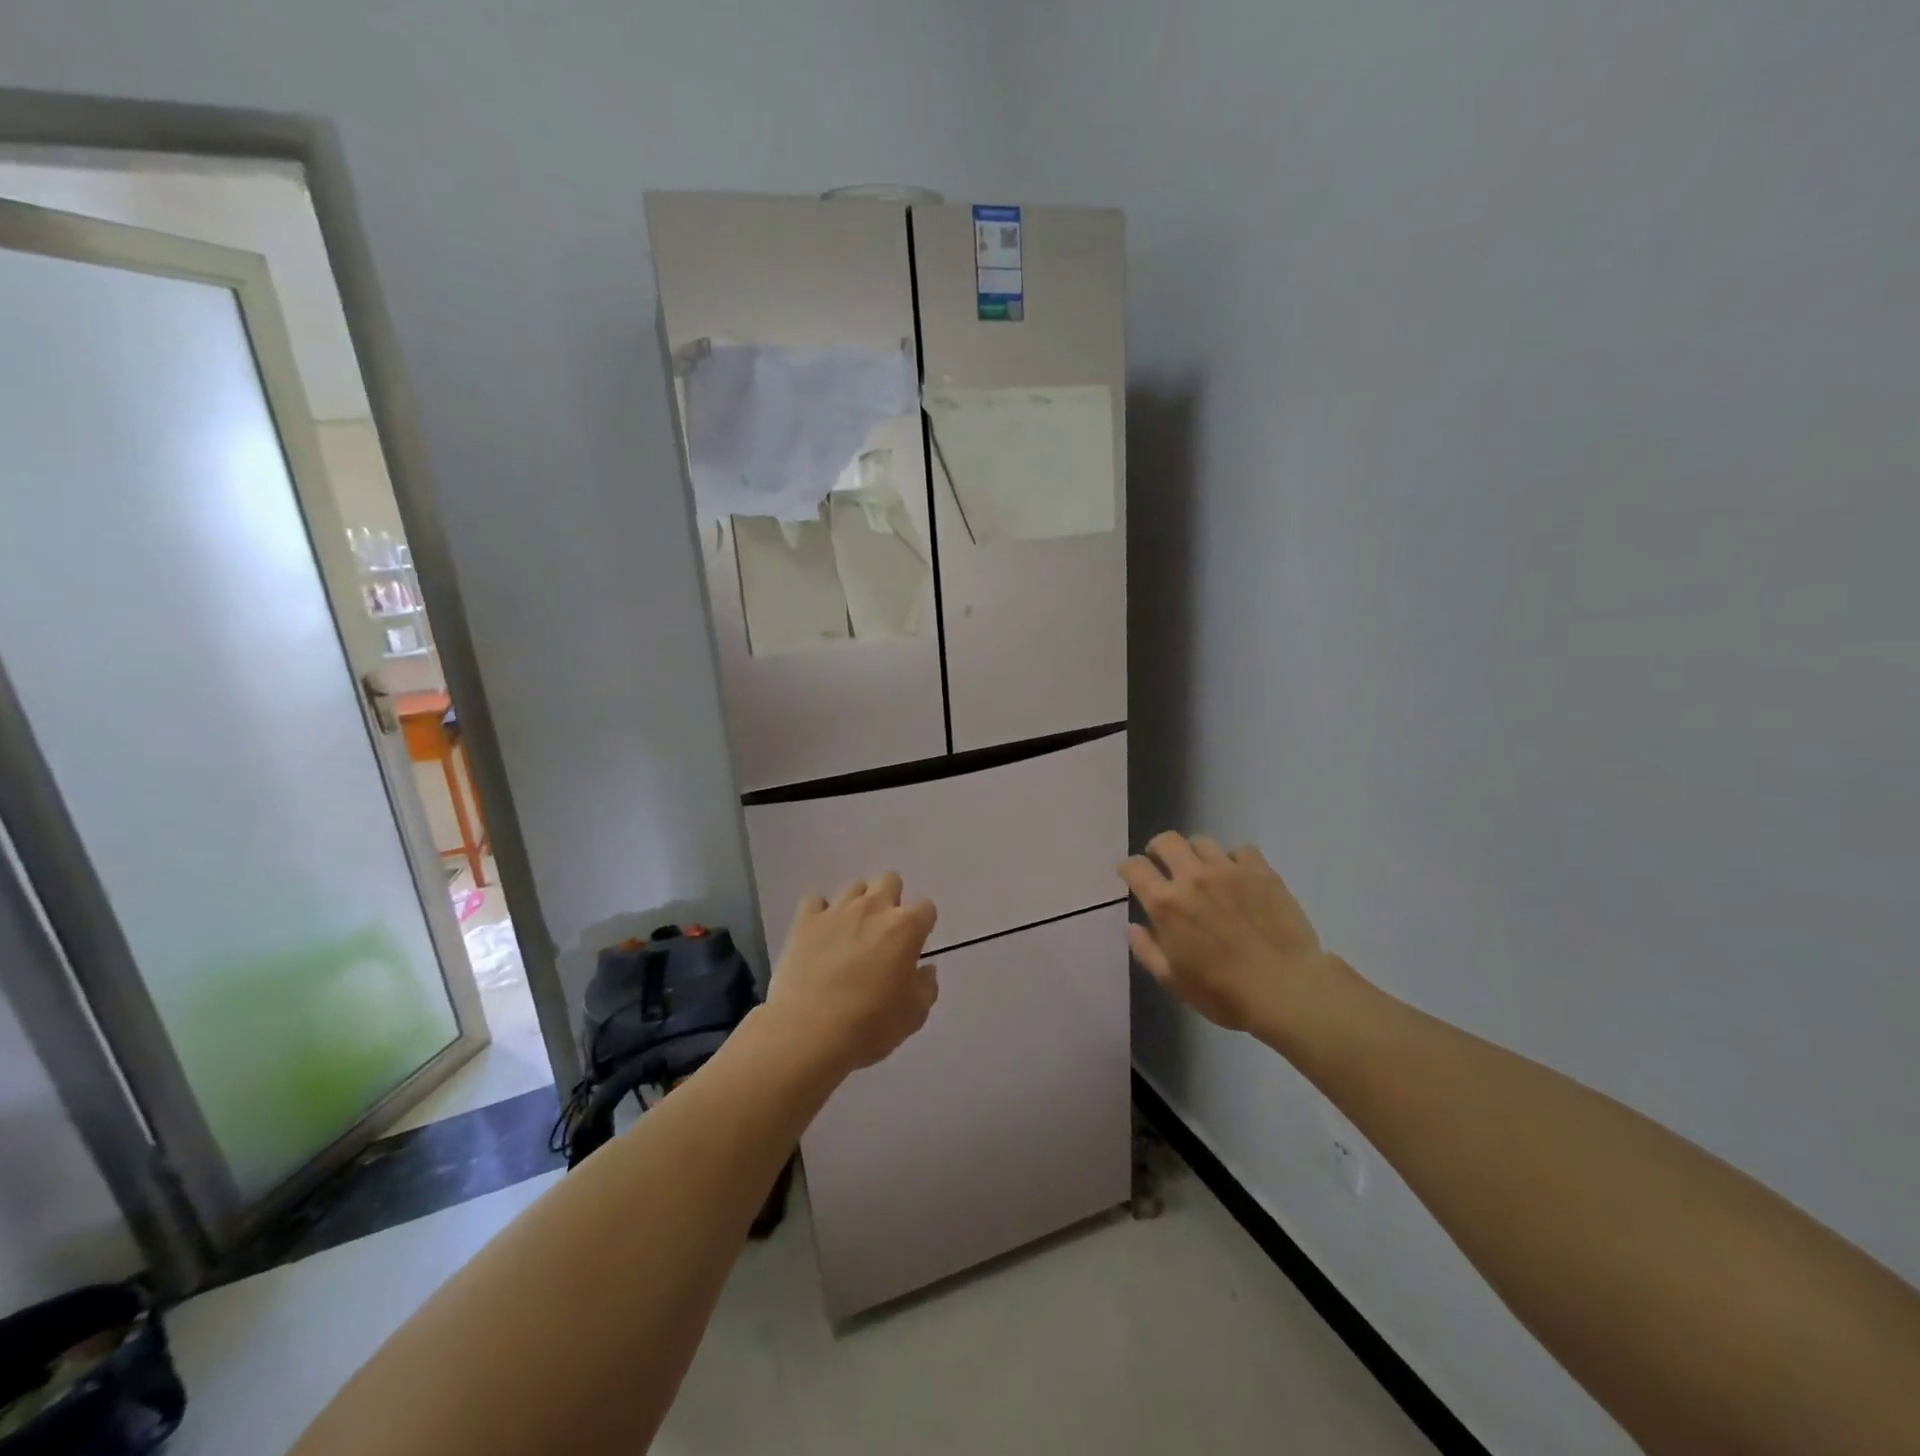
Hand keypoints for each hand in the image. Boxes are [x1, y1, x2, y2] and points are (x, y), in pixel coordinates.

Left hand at [766, 872, 938, 1074]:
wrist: (807, 1033)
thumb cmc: (869, 1026)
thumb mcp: (914, 1015)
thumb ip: (926, 986)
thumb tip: (925, 969)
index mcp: (905, 928)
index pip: (926, 908)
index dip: (923, 925)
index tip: (914, 946)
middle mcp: (873, 908)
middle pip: (890, 881)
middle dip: (891, 900)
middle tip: (884, 933)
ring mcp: (836, 911)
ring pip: (854, 888)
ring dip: (858, 905)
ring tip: (851, 934)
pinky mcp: (804, 921)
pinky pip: (815, 903)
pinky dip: (820, 915)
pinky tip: (820, 936)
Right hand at [1118, 832, 1343, 1040]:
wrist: (1287, 989)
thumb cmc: (1223, 992)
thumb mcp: (1173, 980)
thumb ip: (1146, 950)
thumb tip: (1133, 927)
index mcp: (1166, 903)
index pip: (1135, 867)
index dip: (1127, 867)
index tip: (1130, 874)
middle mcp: (1193, 877)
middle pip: (1166, 841)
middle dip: (1158, 849)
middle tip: (1162, 863)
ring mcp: (1229, 870)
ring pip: (1202, 841)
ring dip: (1195, 853)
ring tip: (1202, 869)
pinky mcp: (1261, 871)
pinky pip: (1241, 850)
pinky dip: (1234, 860)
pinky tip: (1238, 877)